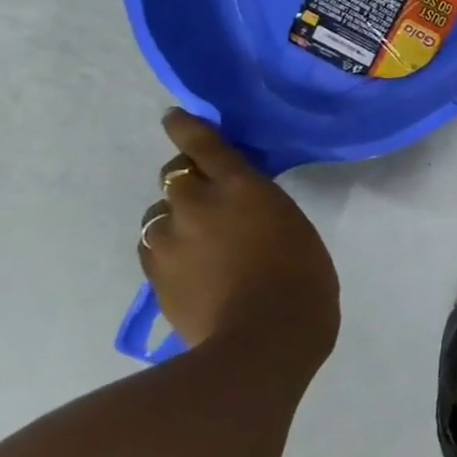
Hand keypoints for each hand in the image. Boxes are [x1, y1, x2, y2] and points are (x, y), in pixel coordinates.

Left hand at [138, 110, 339, 358]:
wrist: (264, 339)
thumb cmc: (303, 279)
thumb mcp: (292, 227)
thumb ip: (260, 209)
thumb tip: (241, 211)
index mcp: (243, 187)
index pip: (205, 144)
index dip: (188, 128)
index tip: (175, 118)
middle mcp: (198, 203)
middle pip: (175, 175)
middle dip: (186, 177)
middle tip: (205, 193)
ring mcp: (169, 239)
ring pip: (160, 213)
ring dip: (176, 217)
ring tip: (198, 240)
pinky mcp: (154, 273)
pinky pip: (154, 247)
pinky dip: (167, 247)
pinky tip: (188, 266)